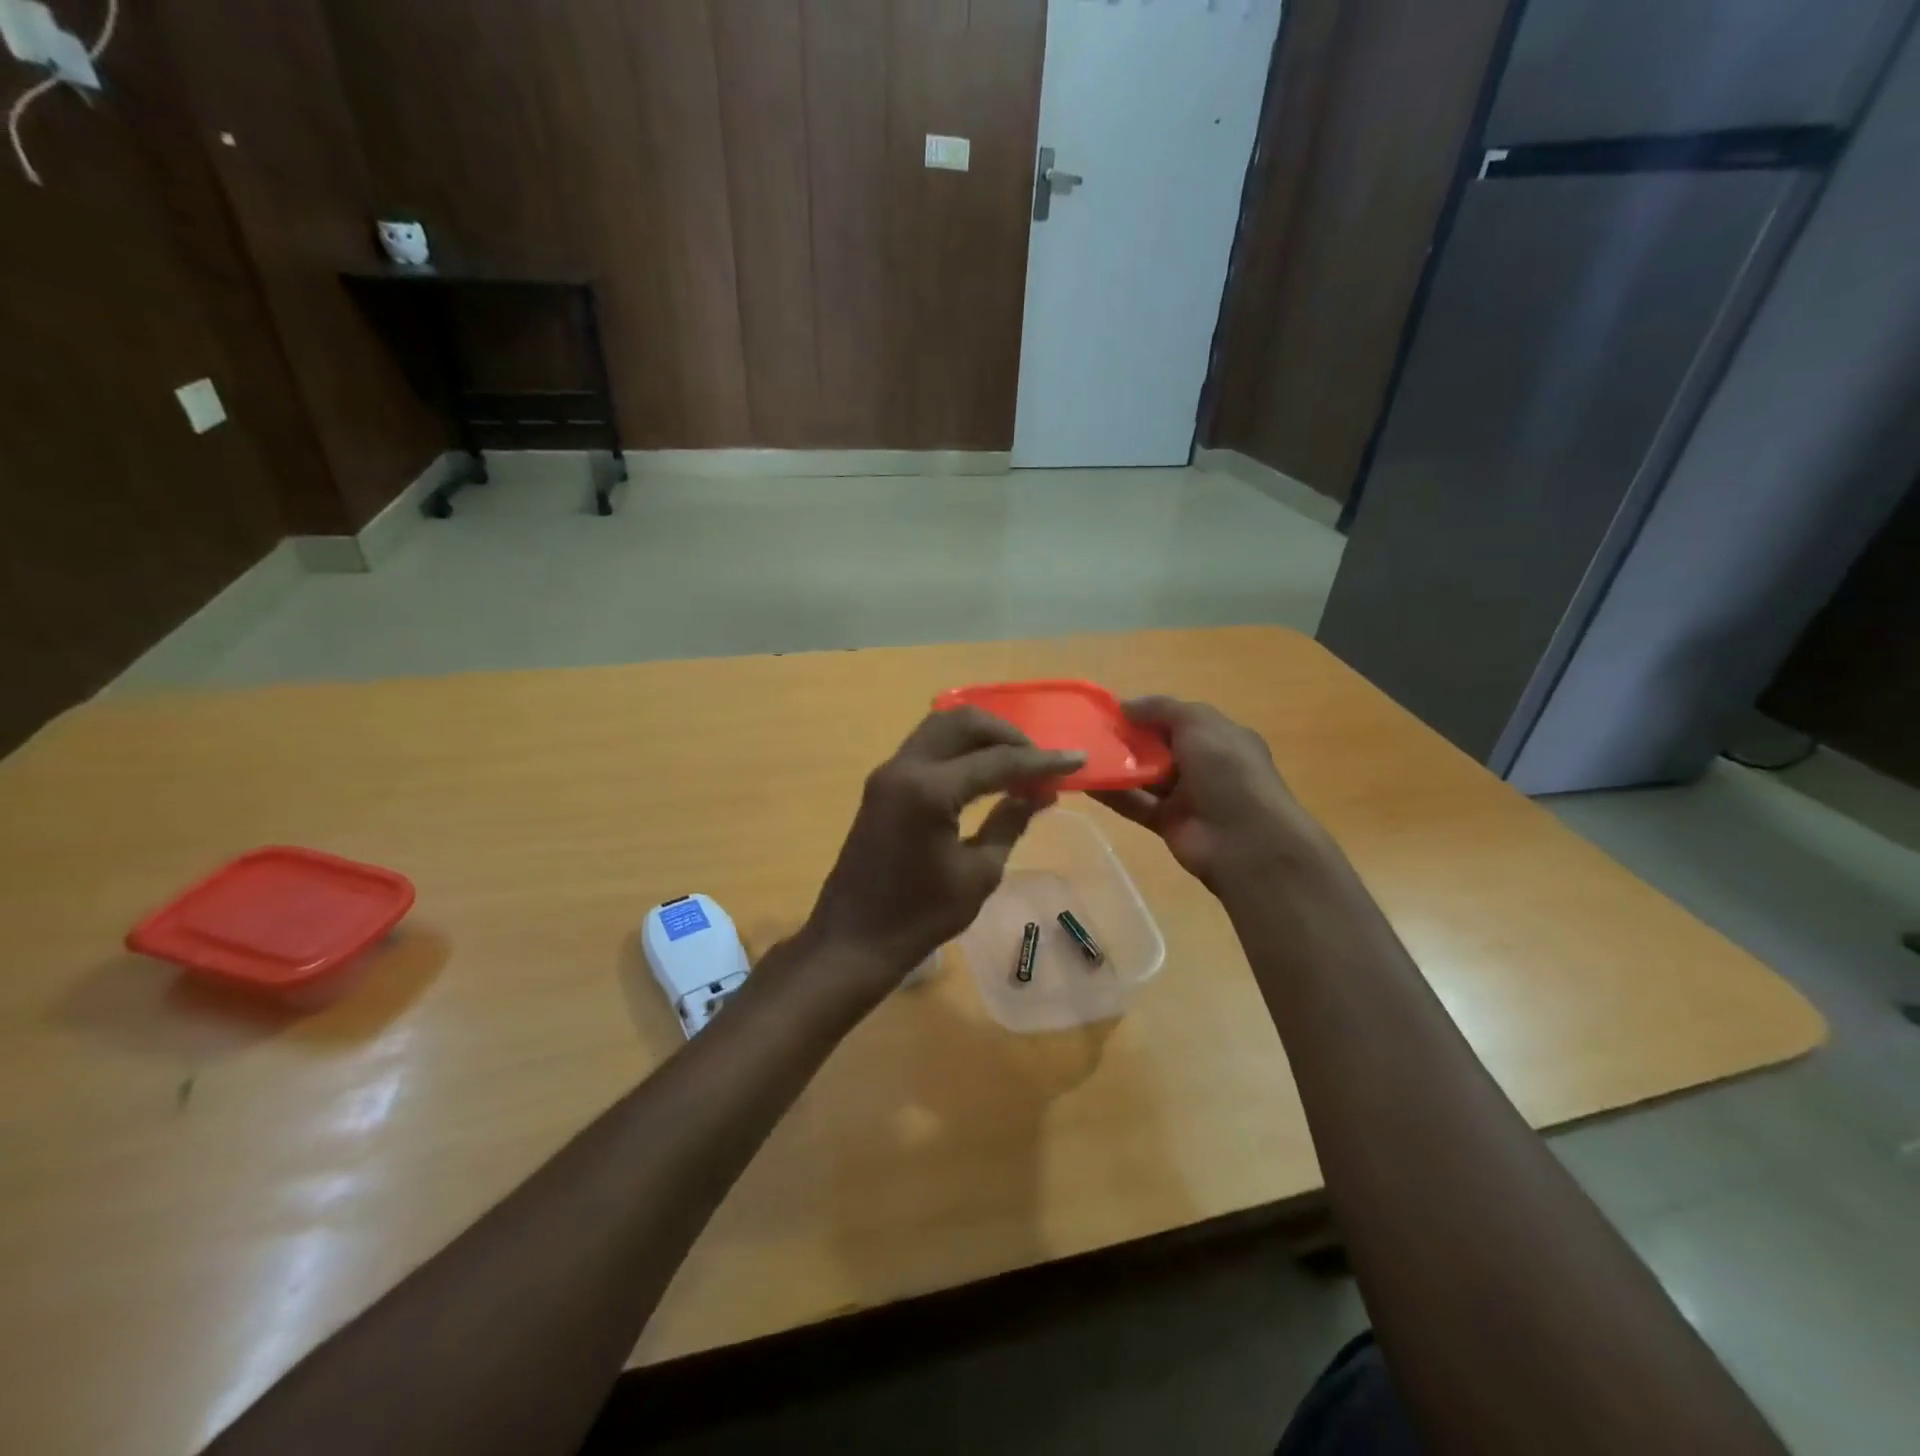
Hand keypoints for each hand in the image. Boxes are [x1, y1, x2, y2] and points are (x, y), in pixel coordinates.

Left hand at [803, 708, 1085, 996]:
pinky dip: (960, 750)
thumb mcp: (978, 874)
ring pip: (942, 727)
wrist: (853, 940)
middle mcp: (905, 767)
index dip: (1042, 760)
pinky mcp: (883, 785)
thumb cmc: (919, 917)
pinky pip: (927, 747)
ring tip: (1018, 764)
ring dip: (983, 737)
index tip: (1078, 760)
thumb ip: (1009, 822)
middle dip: (1009, 735)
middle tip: (1041, 761)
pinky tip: (986, 774)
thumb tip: (1038, 793)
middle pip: (964, 722)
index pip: (997, 760)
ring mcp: (889, 773)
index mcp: (929, 789)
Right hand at [1094, 696, 1331, 892]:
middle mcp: (1203, 764)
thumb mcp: (1200, 723)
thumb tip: (1125, 705)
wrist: (1248, 842)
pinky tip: (1085, 781)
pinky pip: (1135, 803)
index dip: (1147, 713)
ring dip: (1116, 765)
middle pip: (1158, 747)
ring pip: (1144, 775)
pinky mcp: (1167, 822)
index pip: (1178, 720)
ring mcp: (1186, 796)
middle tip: (1089, 731)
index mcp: (1219, 737)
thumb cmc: (1229, 772)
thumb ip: (1162, 709)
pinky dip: (1112, 793)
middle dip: (1127, 738)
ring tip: (1080, 753)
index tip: (1110, 710)